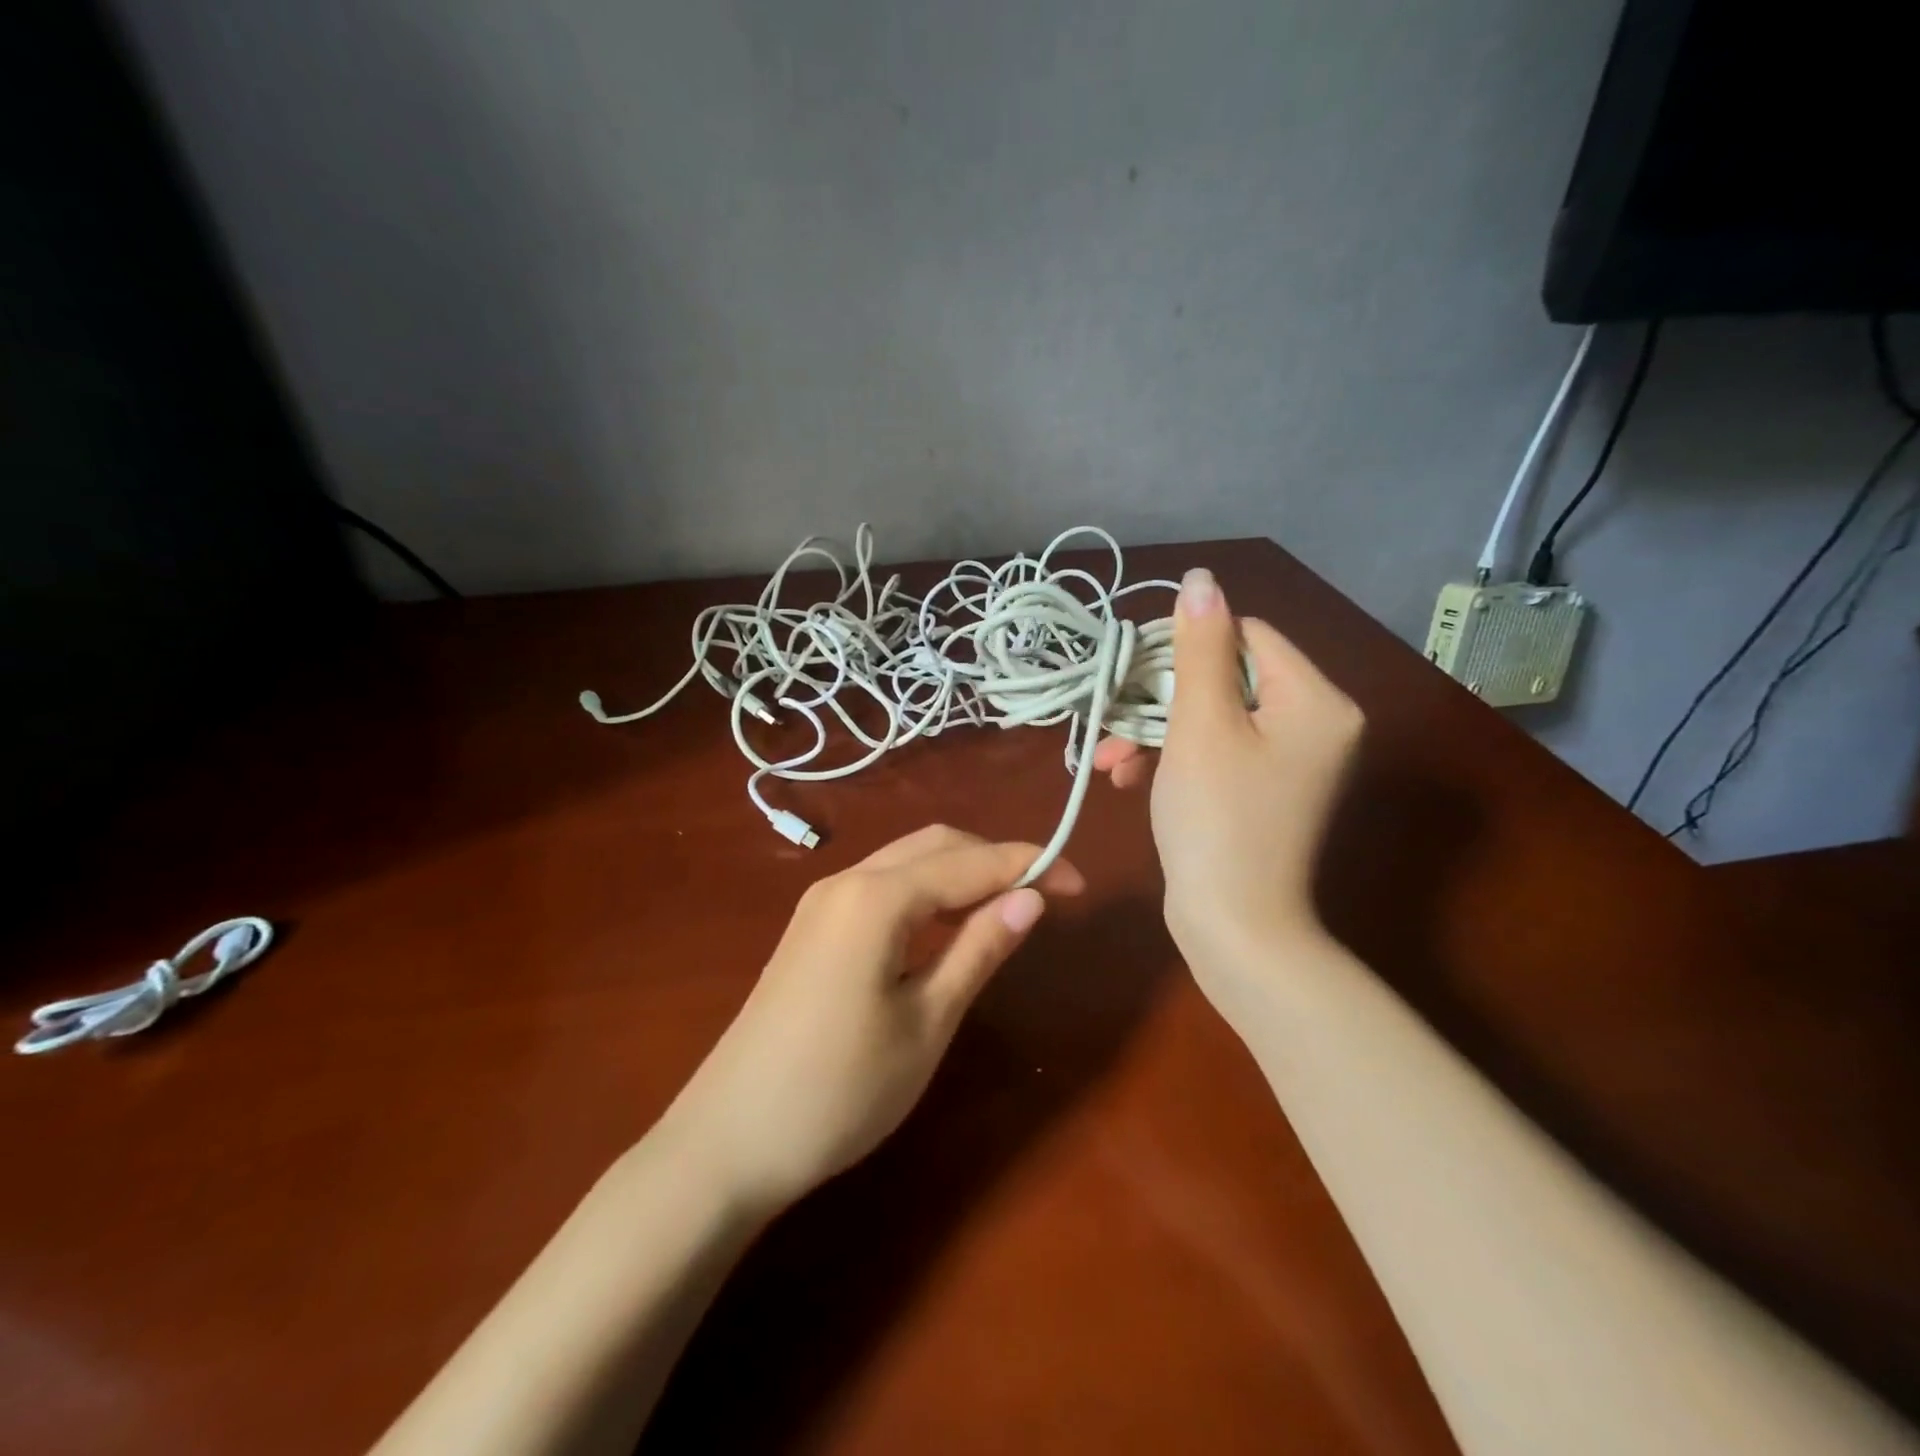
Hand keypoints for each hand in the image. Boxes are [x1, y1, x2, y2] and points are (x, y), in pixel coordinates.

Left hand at [656, 826, 1084, 1213]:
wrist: (727, 1141)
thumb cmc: (840, 1090)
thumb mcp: (927, 1023)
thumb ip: (979, 950)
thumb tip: (1032, 899)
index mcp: (876, 896)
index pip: (970, 862)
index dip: (1030, 865)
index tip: (1082, 886)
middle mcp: (846, 879)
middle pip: (936, 845)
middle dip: (995, 859)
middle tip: (1047, 897)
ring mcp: (822, 901)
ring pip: (906, 861)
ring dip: (961, 874)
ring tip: (1008, 910)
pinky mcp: (812, 927)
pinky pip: (882, 887)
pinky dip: (926, 893)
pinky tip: (947, 927)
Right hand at [1094, 568, 1362, 979]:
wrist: (1235, 929)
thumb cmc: (1217, 821)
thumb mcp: (1201, 725)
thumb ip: (1199, 647)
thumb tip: (1201, 579)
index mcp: (1316, 700)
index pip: (1245, 635)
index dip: (1183, 647)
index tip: (1133, 675)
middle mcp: (1316, 723)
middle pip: (1226, 678)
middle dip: (1159, 701)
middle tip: (1109, 723)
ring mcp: (1292, 762)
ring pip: (1213, 718)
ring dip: (1155, 732)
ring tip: (1109, 761)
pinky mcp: (1266, 792)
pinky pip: (1218, 753)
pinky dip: (1174, 759)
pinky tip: (1128, 779)